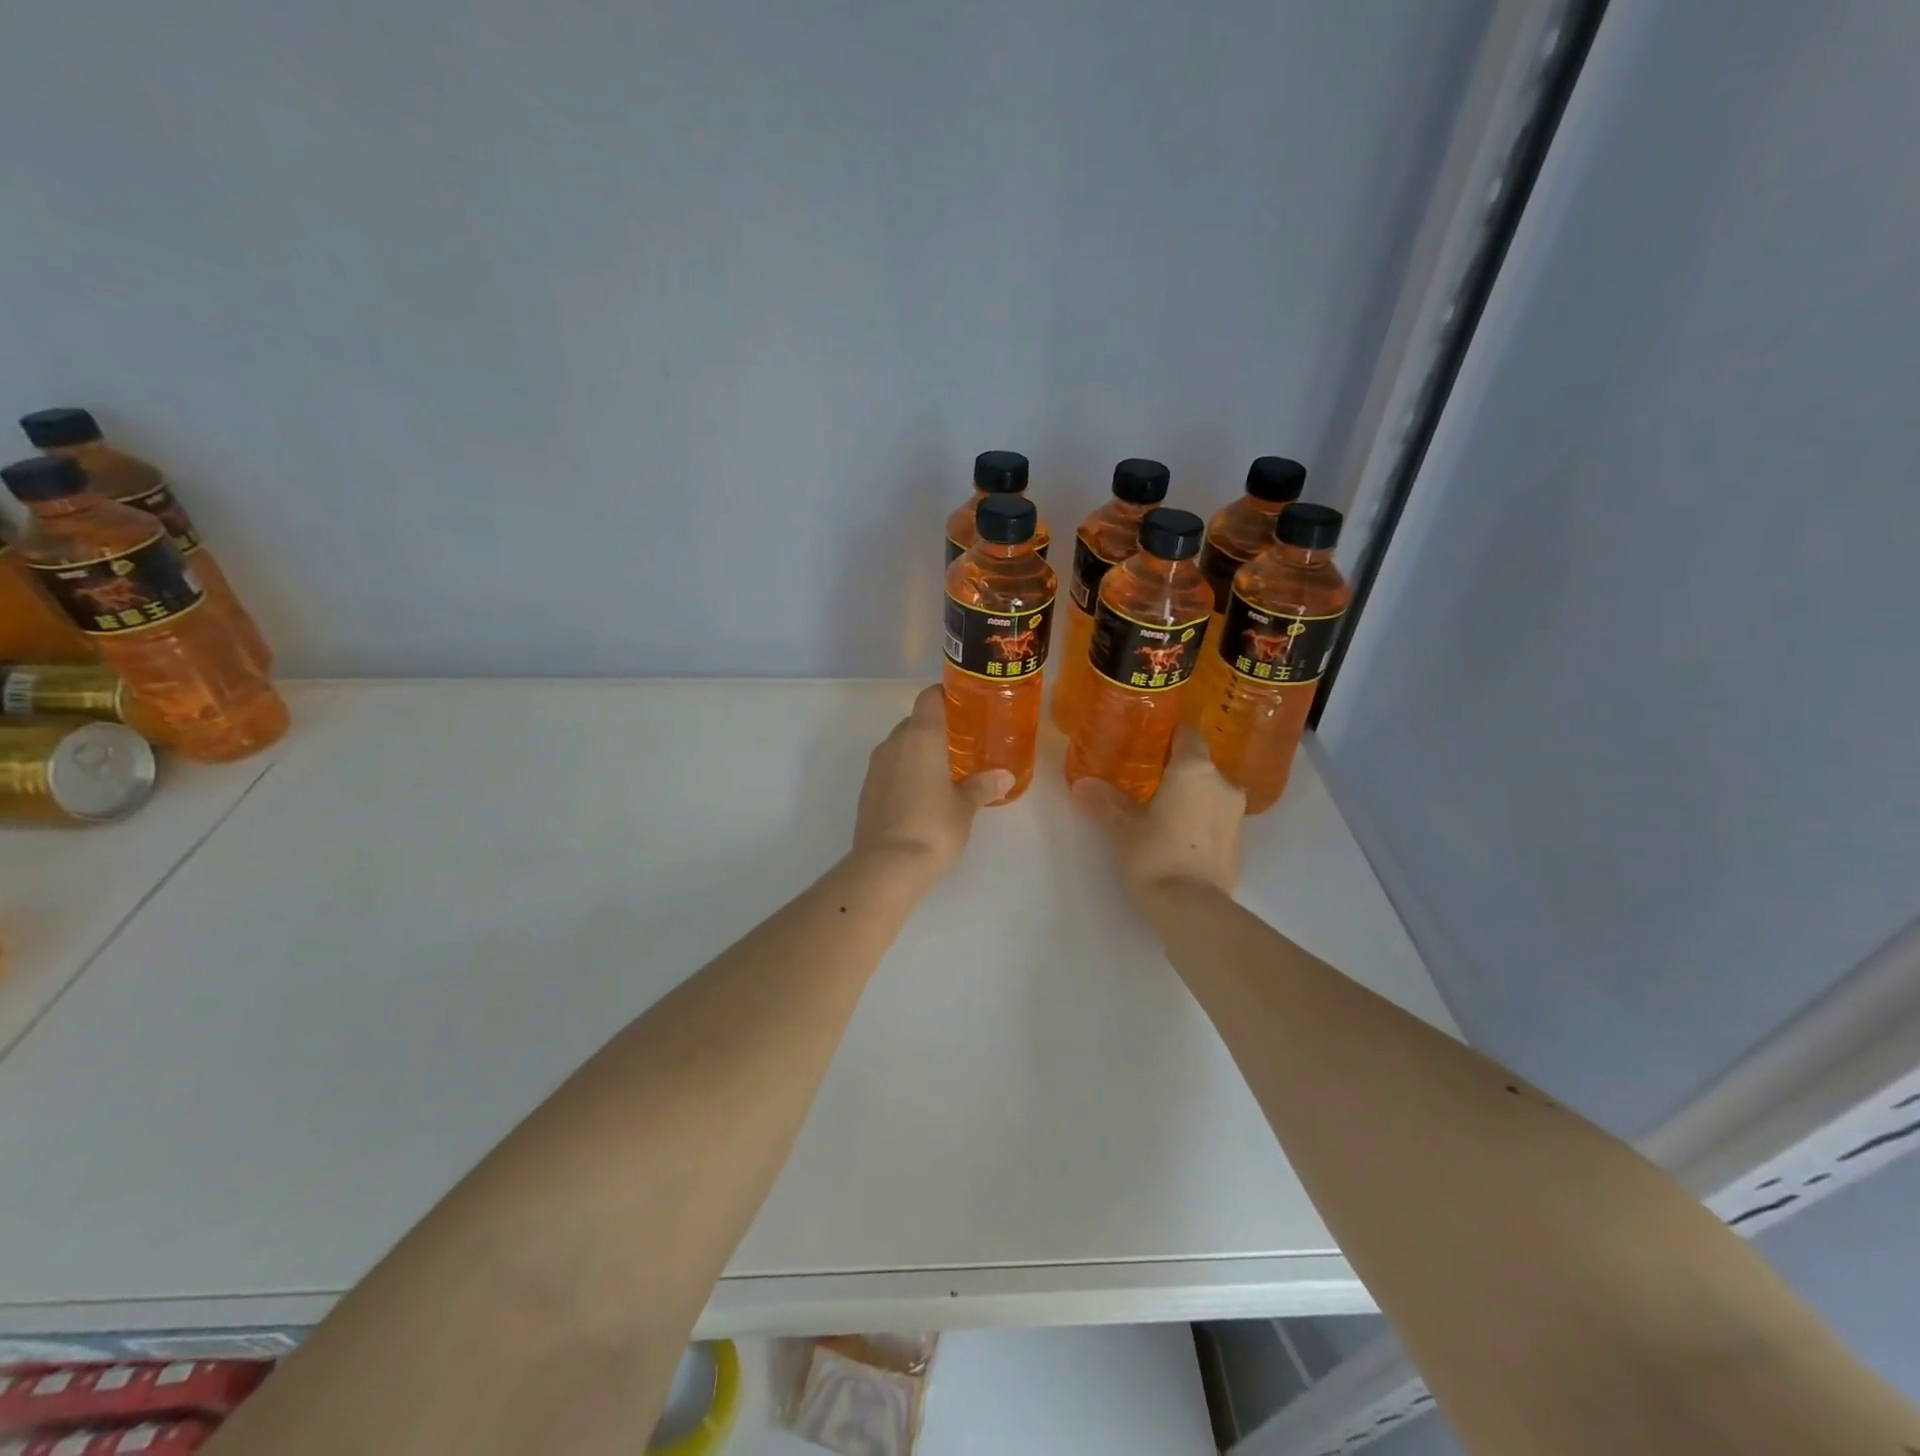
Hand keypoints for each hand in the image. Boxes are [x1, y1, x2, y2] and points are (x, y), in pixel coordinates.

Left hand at [852, 685, 1011, 878]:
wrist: (886, 866)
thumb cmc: (933, 827)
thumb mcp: (965, 807)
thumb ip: (983, 786)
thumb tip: (1004, 776)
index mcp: (921, 736)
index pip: (929, 698)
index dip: (946, 696)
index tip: (964, 707)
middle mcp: (894, 743)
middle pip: (914, 722)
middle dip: (935, 729)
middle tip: (961, 744)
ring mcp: (876, 766)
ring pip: (900, 746)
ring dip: (918, 752)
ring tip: (943, 771)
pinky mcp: (867, 790)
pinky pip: (889, 769)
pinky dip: (905, 773)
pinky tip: (921, 794)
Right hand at [1071, 729, 1243, 903]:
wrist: (1192, 908)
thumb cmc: (1155, 855)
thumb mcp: (1123, 828)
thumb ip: (1106, 801)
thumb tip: (1082, 784)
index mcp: (1194, 769)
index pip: (1188, 734)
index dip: (1170, 735)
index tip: (1150, 741)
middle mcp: (1222, 783)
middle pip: (1201, 764)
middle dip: (1178, 770)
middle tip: (1149, 780)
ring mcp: (1237, 813)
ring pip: (1212, 792)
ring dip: (1192, 796)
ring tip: (1164, 810)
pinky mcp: (1241, 841)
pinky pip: (1218, 817)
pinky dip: (1202, 820)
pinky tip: (1181, 836)